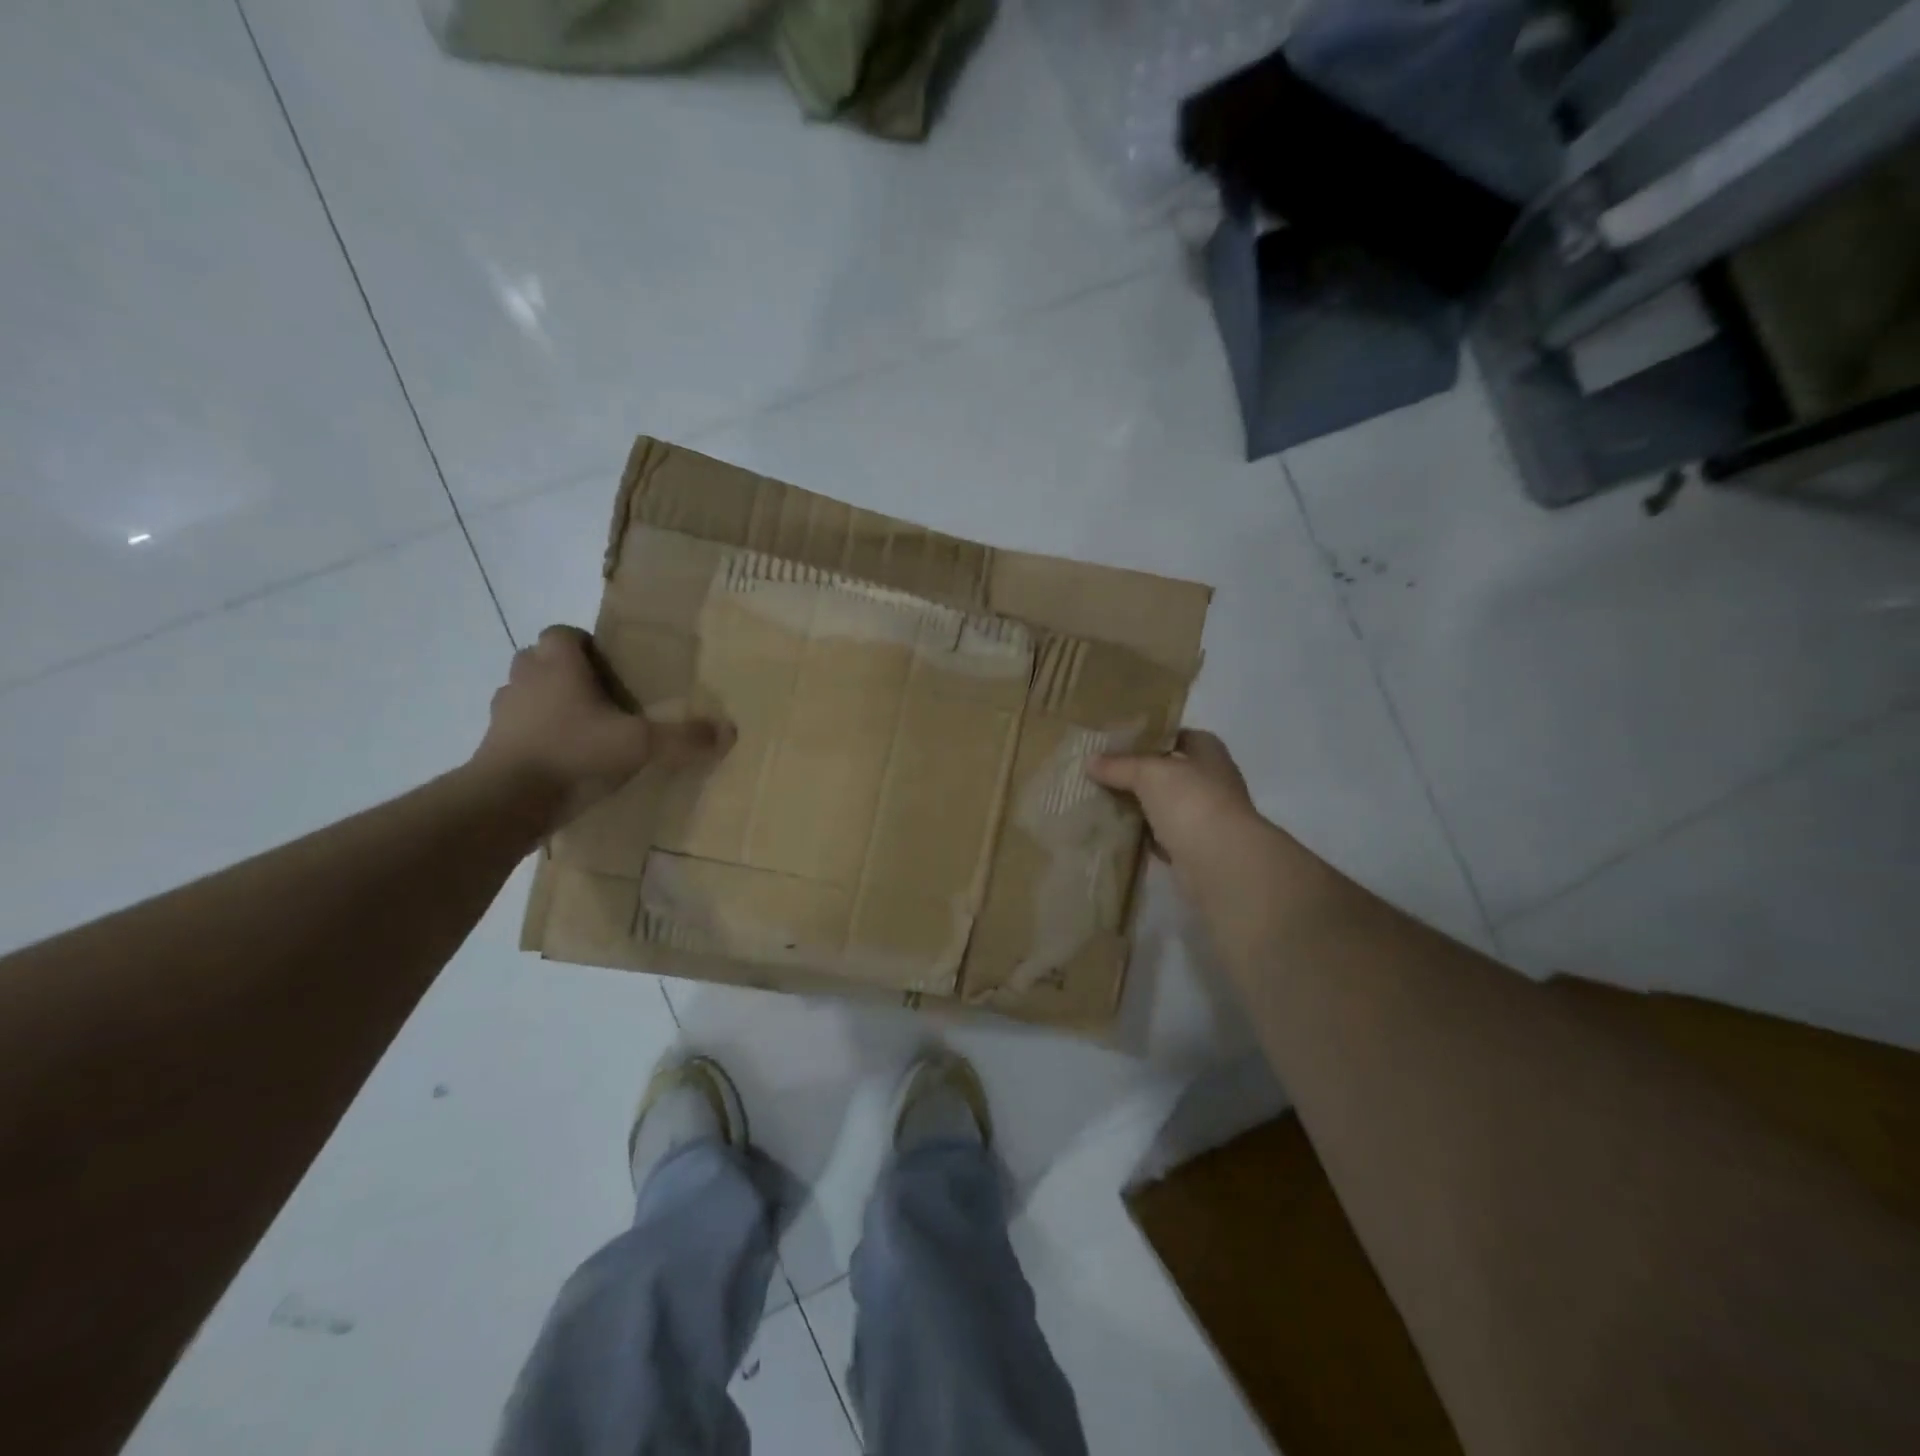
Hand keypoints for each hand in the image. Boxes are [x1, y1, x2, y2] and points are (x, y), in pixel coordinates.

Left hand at [471, 625, 731, 829]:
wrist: (506, 801)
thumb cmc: (573, 754)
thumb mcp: (640, 746)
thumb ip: (683, 738)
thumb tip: (730, 731)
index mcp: (557, 664)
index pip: (563, 632)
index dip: (584, 644)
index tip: (610, 666)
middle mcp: (524, 679)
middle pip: (541, 659)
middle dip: (566, 672)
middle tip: (602, 697)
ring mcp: (502, 712)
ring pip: (525, 694)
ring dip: (548, 704)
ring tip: (583, 729)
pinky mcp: (492, 745)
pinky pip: (516, 729)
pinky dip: (535, 737)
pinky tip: (564, 759)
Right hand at [1089, 730, 1264, 887]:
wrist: (1220, 861)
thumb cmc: (1191, 801)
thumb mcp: (1148, 773)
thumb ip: (1119, 765)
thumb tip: (1090, 761)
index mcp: (1208, 751)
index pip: (1175, 735)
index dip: (1147, 736)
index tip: (1115, 742)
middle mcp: (1211, 780)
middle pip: (1167, 771)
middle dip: (1136, 773)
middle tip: (1099, 771)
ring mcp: (1205, 815)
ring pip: (1163, 804)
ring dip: (1138, 805)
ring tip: (1099, 799)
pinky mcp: (1195, 847)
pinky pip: (1161, 834)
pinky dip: (1142, 834)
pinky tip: (1116, 830)